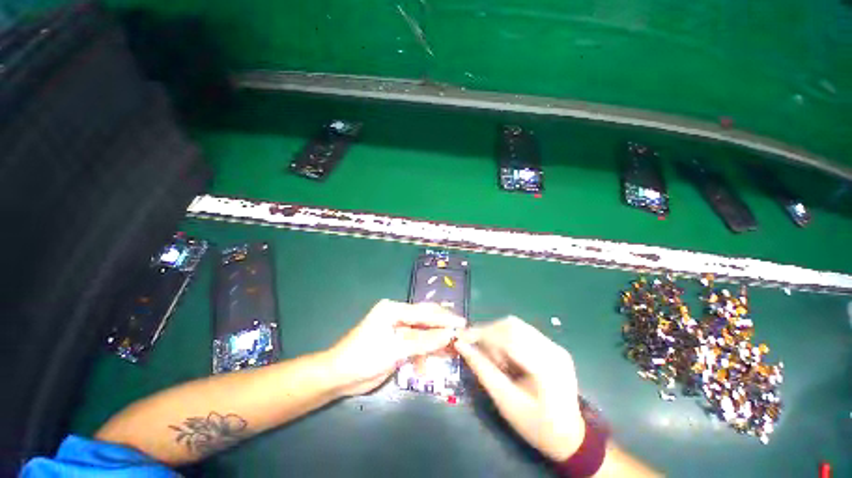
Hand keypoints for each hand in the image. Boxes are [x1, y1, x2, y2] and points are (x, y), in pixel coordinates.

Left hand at [327, 299, 465, 395]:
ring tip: (453, 350)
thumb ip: (423, 342)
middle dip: (442, 328)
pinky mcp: (397, 343)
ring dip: (435, 342)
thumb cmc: (365, 357)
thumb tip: (449, 335)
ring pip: (422, 333)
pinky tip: (430, 363)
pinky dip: (424, 353)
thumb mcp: (396, 349)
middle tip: (462, 333)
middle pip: (425, 320)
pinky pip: (416, 345)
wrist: (340, 376)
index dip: (444, 318)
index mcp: (394, 309)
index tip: (462, 323)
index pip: (424, 312)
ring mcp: (397, 329)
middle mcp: (397, 315)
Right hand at [455, 317, 584, 460]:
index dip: (482, 334)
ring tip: (493, 357)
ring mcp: (555, 346)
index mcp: (545, 367)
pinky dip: (507, 338)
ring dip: (497, 335)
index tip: (461, 336)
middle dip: (488, 333)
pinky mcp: (553, 346)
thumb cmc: (536, 425)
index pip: (508, 337)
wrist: (570, 437)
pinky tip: (505, 355)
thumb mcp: (505, 401)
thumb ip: (482, 370)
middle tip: (476, 348)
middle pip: (512, 326)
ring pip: (517, 325)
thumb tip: (461, 345)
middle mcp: (553, 350)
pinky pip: (523, 331)